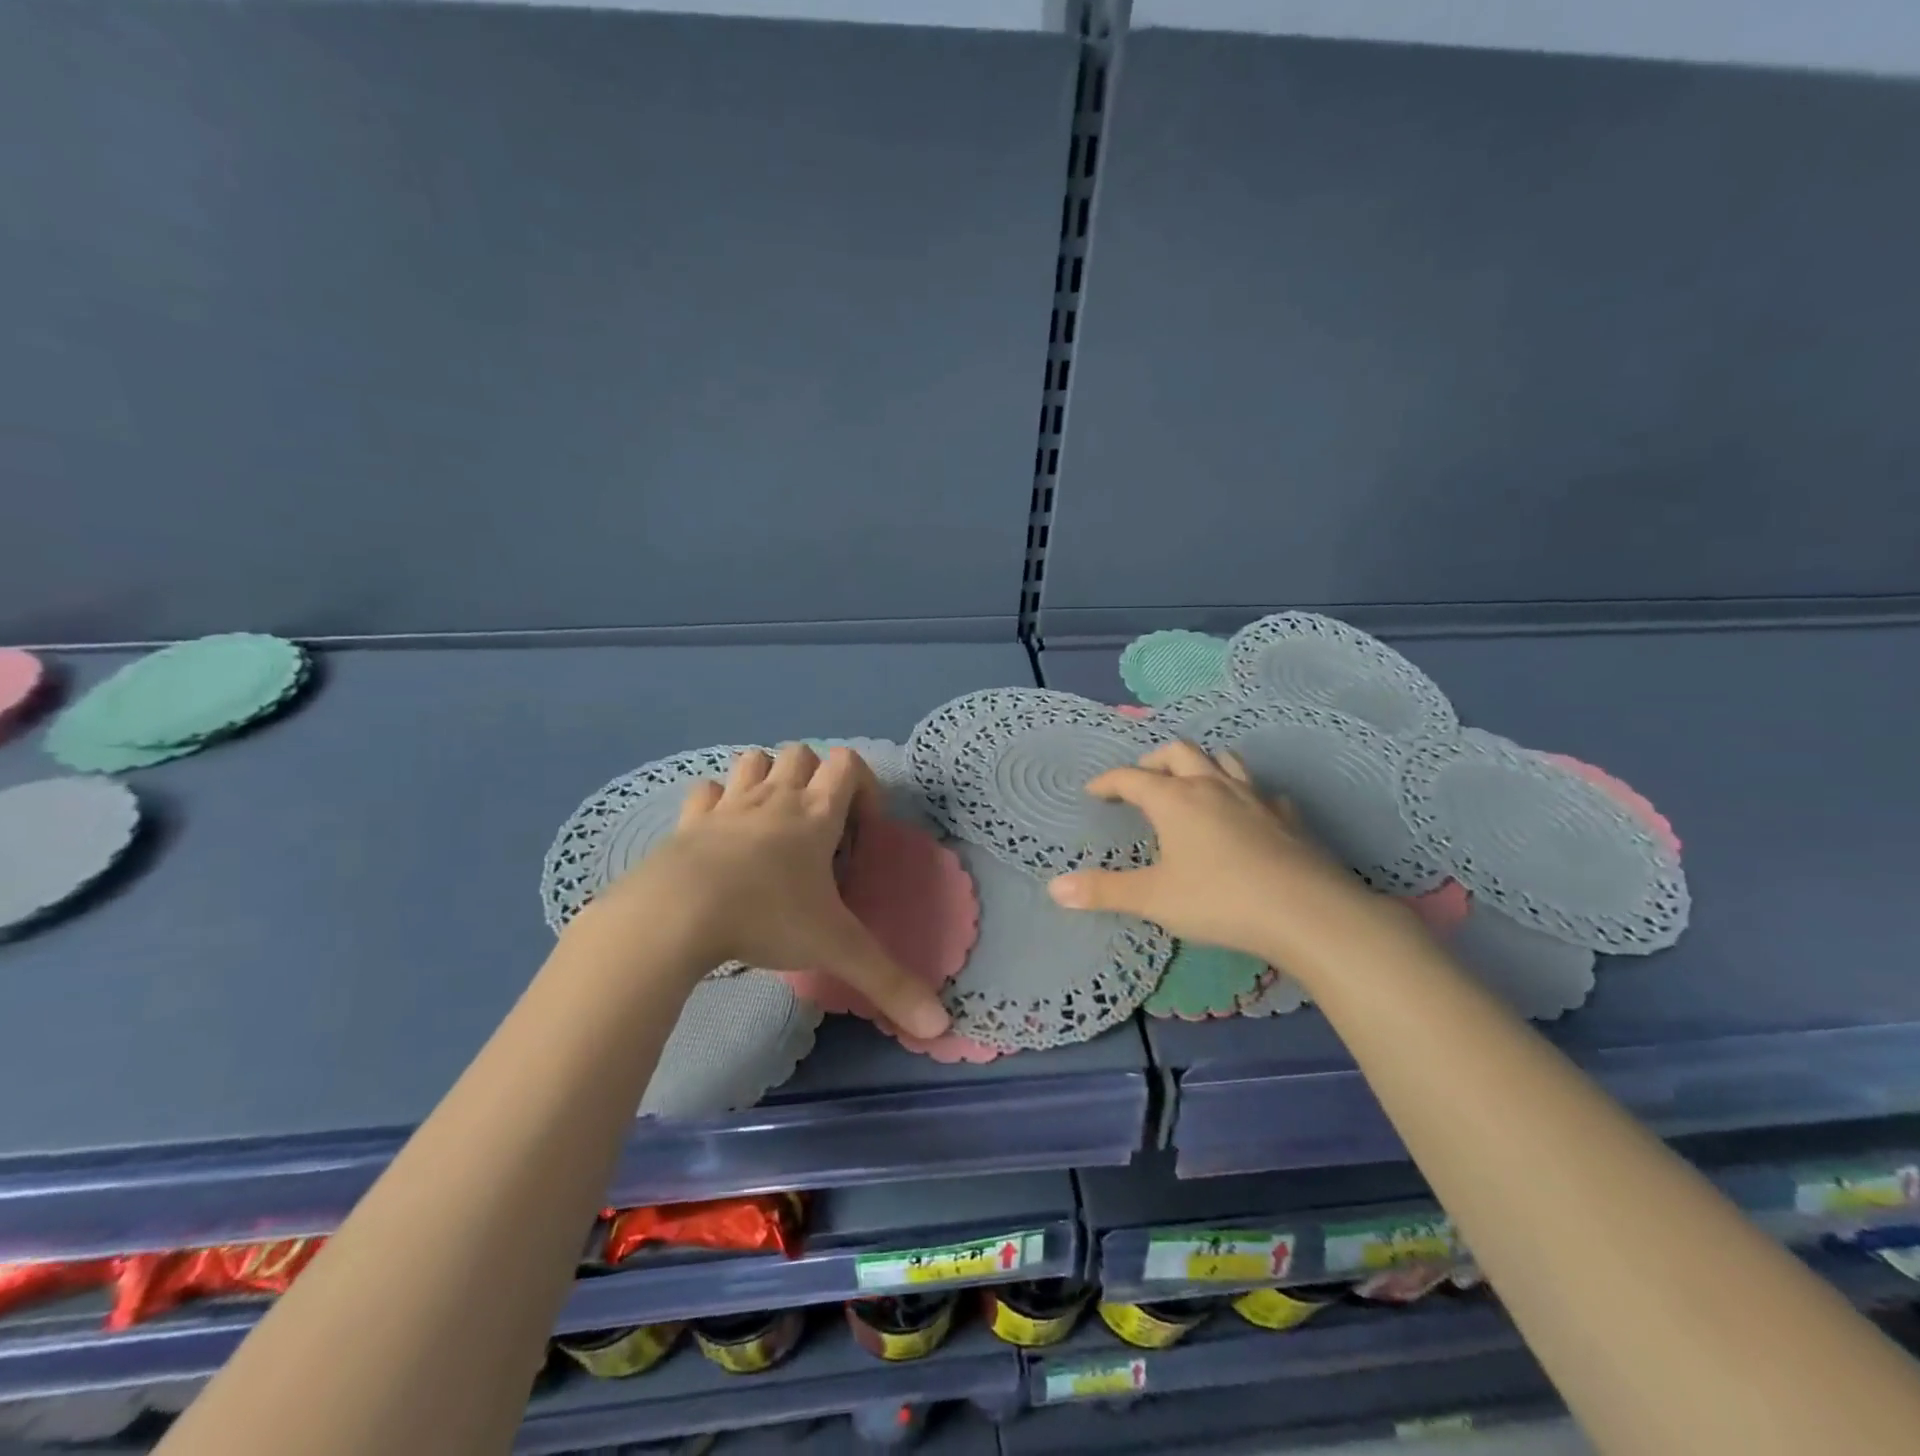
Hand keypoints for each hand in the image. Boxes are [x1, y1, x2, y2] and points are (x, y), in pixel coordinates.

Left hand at [572, 744, 951, 1039]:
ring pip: (754, 761)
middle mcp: (775, 797)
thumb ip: (889, 983)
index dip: (863, 787)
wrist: (676, 913)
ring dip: (768, 778)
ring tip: (772, 823)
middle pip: (801, 754)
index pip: (848, 763)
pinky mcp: (688, 821)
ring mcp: (729, 804)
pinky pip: (707, 792)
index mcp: (816, 813)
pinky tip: (721, 834)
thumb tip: (941, 1025)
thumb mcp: (836, 949)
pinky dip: (718, 802)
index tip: (860, 832)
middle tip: (817, 829)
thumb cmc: (767, 916)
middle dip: (815, 778)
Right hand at [1047, 741, 1401, 967]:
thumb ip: (1104, 891)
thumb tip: (1054, 888)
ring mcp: (1254, 797)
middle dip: (1153, 762)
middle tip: (1141, 782)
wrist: (1306, 911)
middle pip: (1177, 752)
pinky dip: (1244, 794)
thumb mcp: (1154, 899)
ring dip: (1200, 765)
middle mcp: (1212, 786)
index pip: (1131, 777)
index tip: (1094, 793)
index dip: (1108, 782)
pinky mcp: (1286, 816)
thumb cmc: (1219, 900)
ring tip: (1191, 784)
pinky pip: (1260, 791)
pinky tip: (1246, 814)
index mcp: (1175, 799)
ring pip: (1223, 760)